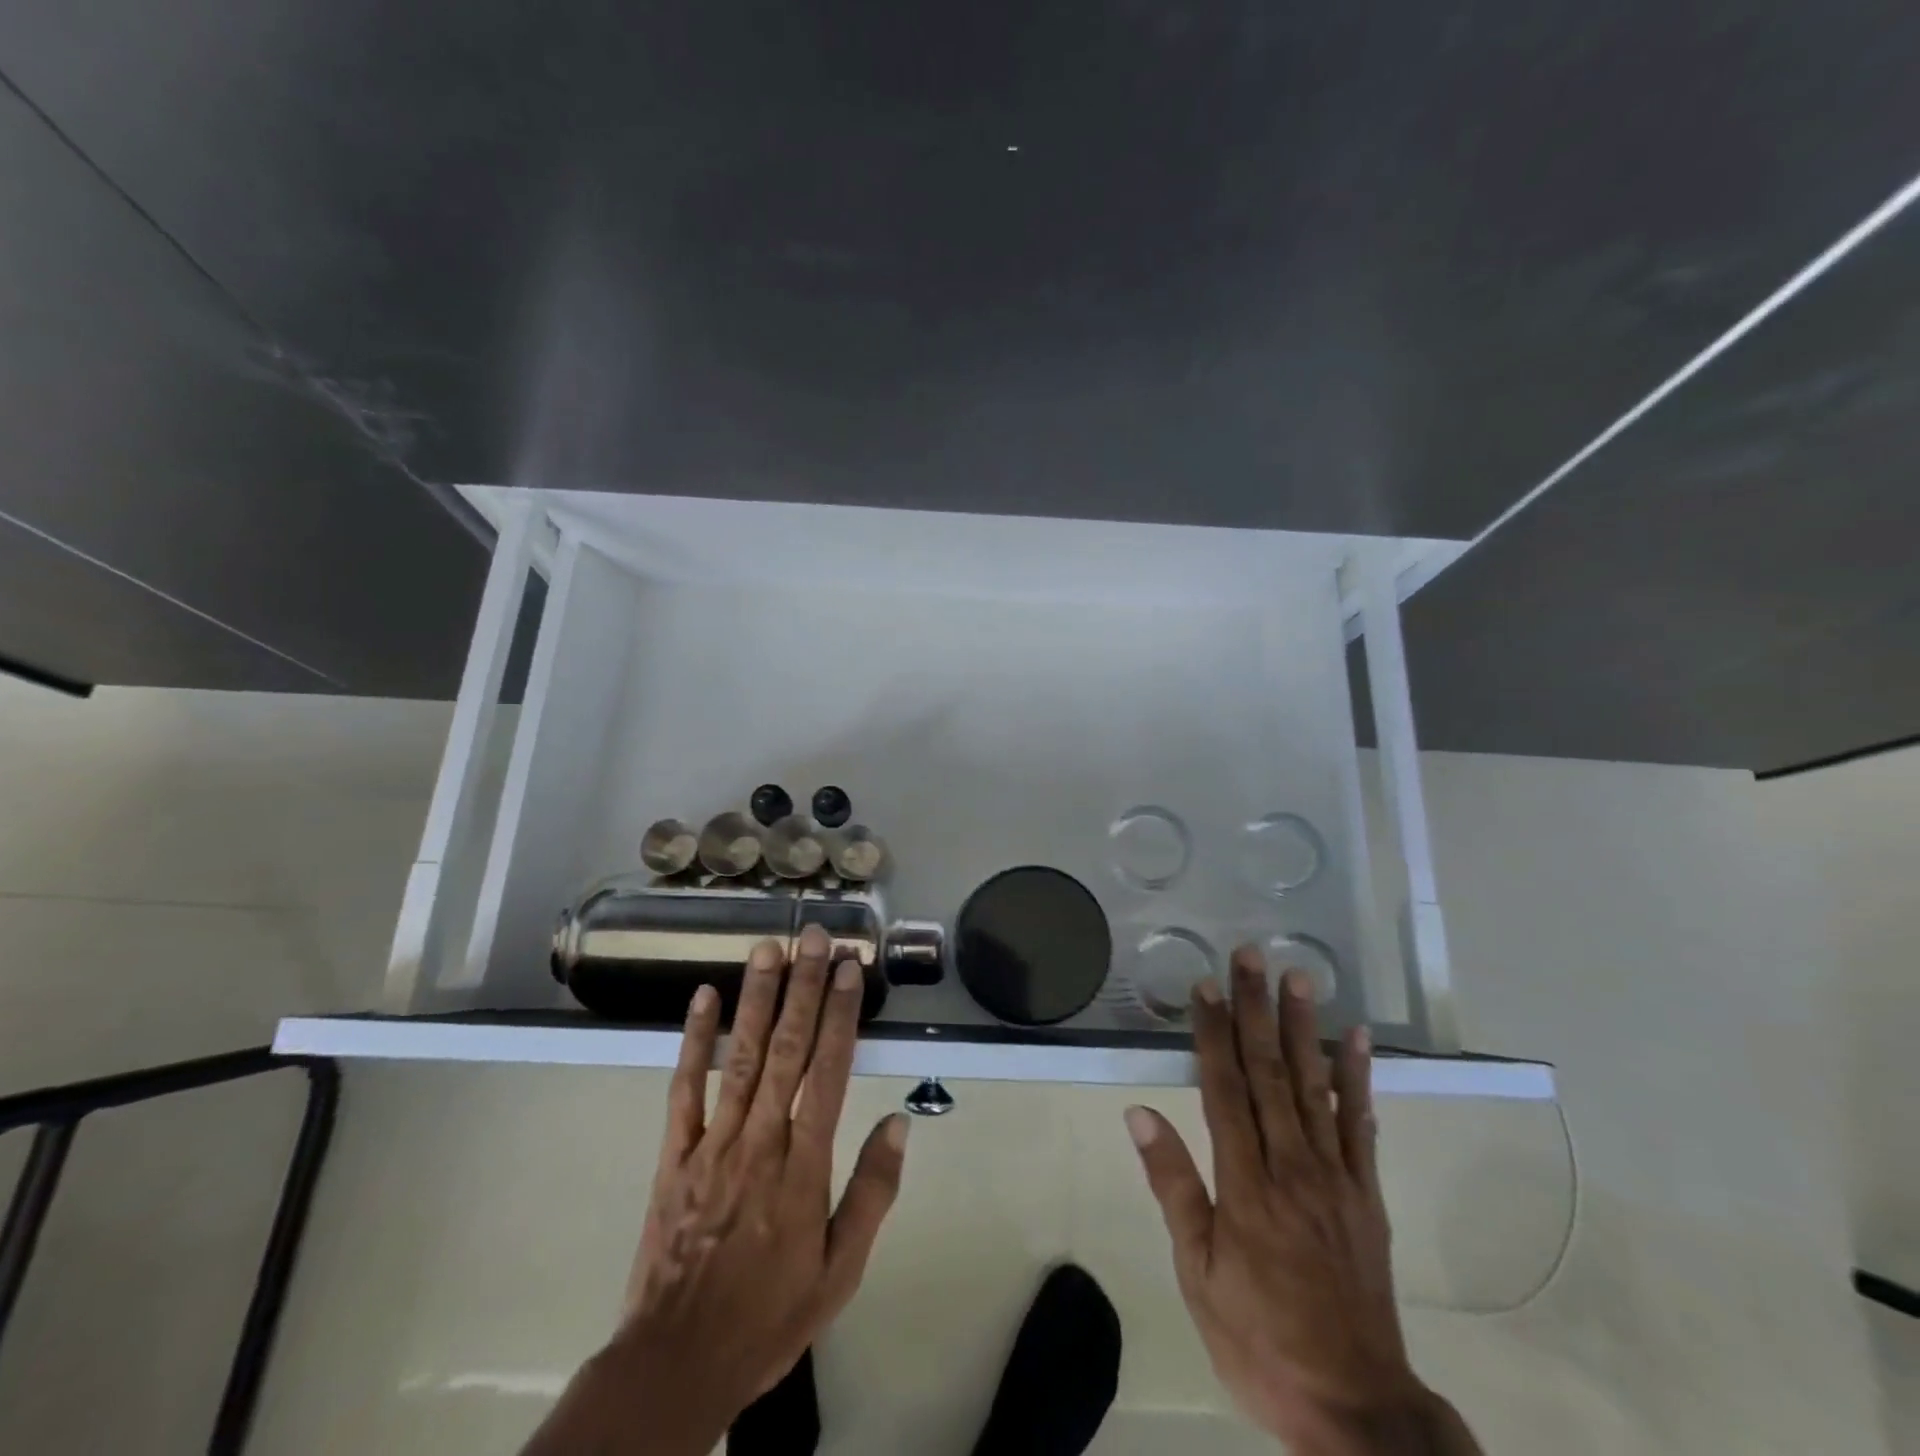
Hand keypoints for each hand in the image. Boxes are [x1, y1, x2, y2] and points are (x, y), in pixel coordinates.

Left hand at [524, 926, 907, 1455]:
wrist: (677, 1363)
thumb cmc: (770, 1313)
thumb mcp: (840, 1270)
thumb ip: (872, 1193)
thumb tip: (899, 1123)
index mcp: (804, 1166)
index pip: (830, 1071)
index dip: (842, 1014)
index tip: (849, 969)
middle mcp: (761, 1140)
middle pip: (788, 1049)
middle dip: (804, 987)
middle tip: (814, 937)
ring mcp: (713, 1142)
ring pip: (741, 1056)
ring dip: (757, 998)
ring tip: (768, 948)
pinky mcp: (675, 1154)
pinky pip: (685, 1089)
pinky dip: (694, 1041)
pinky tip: (704, 999)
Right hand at [1126, 946, 1479, 1454]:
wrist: (1354, 1407)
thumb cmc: (1259, 1338)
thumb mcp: (1197, 1273)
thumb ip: (1174, 1186)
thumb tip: (1139, 1113)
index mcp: (1246, 1184)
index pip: (1223, 1088)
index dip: (1212, 1032)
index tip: (1205, 985)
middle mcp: (1292, 1166)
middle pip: (1270, 1072)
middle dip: (1256, 1009)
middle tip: (1251, 956)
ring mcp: (1335, 1177)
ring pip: (1315, 1086)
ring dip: (1304, 1027)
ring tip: (1299, 978)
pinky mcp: (1365, 1194)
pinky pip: (1361, 1126)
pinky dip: (1358, 1079)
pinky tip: (1356, 1040)